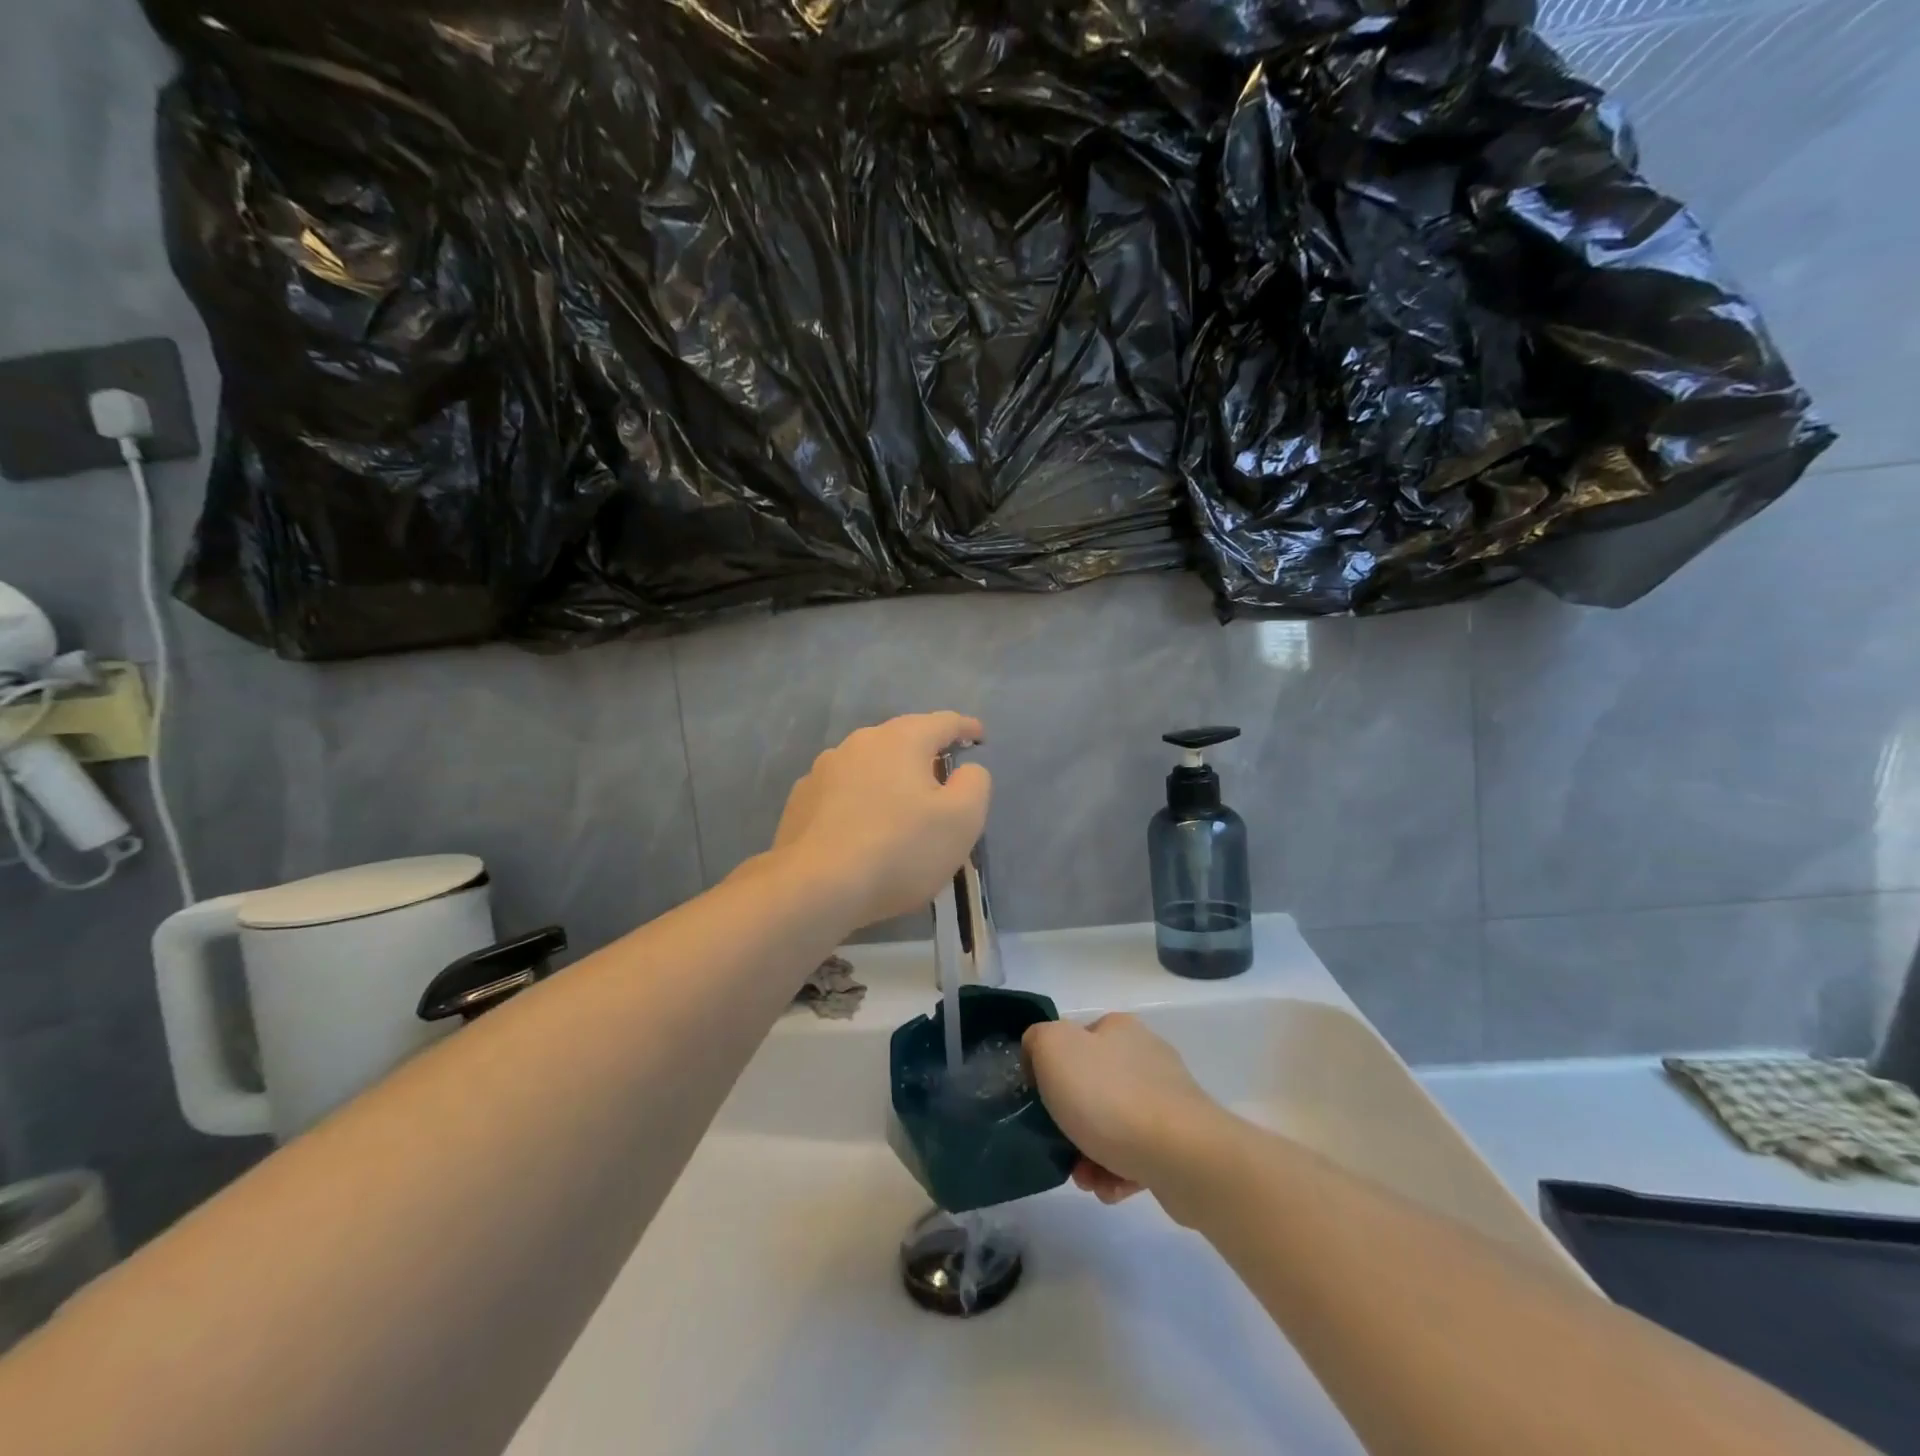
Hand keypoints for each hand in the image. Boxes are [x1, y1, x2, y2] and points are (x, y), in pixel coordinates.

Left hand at [769, 712, 990, 929]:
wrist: (815, 887)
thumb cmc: (900, 849)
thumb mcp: (962, 820)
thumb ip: (974, 784)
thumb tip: (966, 771)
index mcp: (901, 739)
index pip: (943, 722)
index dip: (966, 728)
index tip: (978, 738)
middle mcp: (860, 743)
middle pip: (902, 739)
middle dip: (925, 755)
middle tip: (942, 781)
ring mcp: (823, 770)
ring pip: (869, 765)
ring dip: (889, 779)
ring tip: (900, 809)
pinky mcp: (801, 800)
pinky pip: (842, 791)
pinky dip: (859, 801)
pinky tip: (861, 829)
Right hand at [1024, 1013, 1224, 1205]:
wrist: (1182, 1156)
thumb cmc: (1110, 1097)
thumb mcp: (1053, 1049)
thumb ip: (1037, 1040)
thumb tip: (1040, 1055)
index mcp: (1118, 1029)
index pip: (1075, 1040)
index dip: (1052, 1068)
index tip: (1041, 1100)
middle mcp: (1146, 1057)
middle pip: (1093, 1087)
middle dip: (1070, 1121)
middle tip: (1058, 1146)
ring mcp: (1168, 1100)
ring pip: (1113, 1126)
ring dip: (1090, 1153)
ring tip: (1085, 1178)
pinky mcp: (1182, 1142)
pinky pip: (1137, 1156)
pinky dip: (1117, 1173)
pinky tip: (1110, 1189)